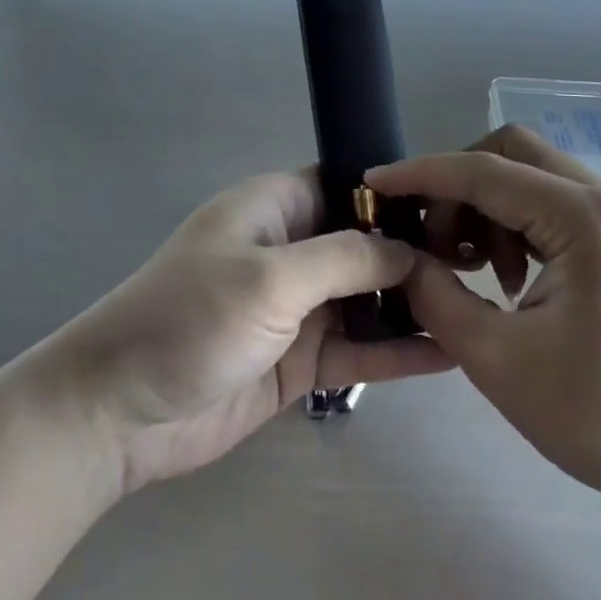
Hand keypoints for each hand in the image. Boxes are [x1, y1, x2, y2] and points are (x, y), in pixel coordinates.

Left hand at [42, 171, 454, 494]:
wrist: (118, 413)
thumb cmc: (190, 319)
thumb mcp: (270, 277)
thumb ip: (344, 259)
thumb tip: (408, 249)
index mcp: (275, 207)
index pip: (348, 185)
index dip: (396, 195)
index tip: (453, 211)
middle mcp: (290, 250)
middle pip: (364, 244)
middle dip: (414, 253)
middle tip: (482, 267)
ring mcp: (295, 308)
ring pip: (366, 298)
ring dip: (411, 304)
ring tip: (477, 308)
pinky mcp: (299, 361)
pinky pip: (358, 349)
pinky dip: (396, 351)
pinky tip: (449, 356)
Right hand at [369, 128, 600, 555]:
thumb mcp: (498, 360)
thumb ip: (435, 296)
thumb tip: (398, 257)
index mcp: (581, 217)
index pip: (483, 170)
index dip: (421, 174)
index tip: (374, 185)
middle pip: (510, 153)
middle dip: (458, 187)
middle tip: (432, 241)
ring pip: (529, 177)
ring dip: (486, 208)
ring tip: (471, 271)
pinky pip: (551, 207)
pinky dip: (514, 226)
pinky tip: (506, 280)